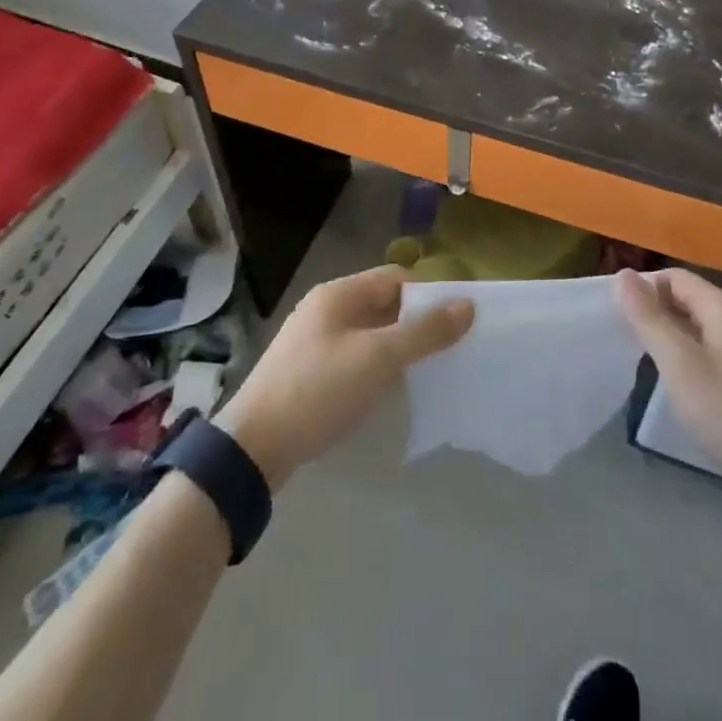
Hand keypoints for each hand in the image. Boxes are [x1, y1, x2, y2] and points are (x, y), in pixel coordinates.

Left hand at [215, 266, 472, 488]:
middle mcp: (326, 309)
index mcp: (339, 294)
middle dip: (417, 321)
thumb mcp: (378, 358)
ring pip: (370, 332)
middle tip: (452, 347)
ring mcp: (315, 340)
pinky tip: (394, 389)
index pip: (396, 277)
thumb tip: (467, 305)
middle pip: (383, 303)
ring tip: (431, 369)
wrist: (255, 446)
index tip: (459, 319)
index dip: (429, 293)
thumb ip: (424, 331)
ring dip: (399, 345)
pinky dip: (378, 365)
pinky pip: (356, 356)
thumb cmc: (319, 389)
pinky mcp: (310, 371)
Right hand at [615, 268, 721, 520]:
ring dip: (667, 337)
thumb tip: (622, 274)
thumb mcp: (681, 365)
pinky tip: (673, 384)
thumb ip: (649, 319)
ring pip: (696, 329)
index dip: (643, 288)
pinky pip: (708, 354)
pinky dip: (686, 359)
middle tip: (621, 338)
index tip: (614, 315)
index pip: (675, 277)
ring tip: (640, 361)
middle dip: (653, 312)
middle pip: (686, 300)